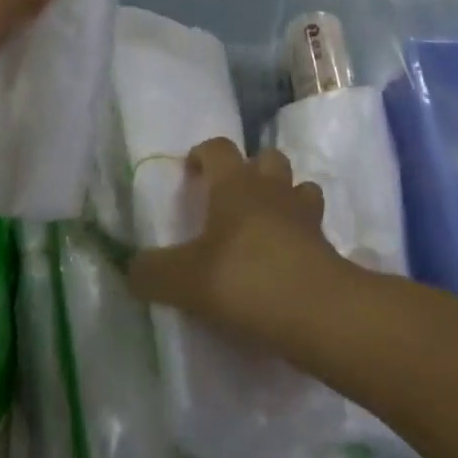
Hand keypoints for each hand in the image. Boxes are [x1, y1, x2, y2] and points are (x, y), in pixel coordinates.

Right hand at [126, 138, 351, 345]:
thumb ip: (151, 272)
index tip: (191, 171)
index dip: (203, 154)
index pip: (218, 148)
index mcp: (235, 184)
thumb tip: (132, 268)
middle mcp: (272, 188)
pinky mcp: (326, 243)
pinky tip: (285, 257)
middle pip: (267, 158)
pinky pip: (312, 225)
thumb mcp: (183, 280)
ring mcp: (304, 213)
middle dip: (251, 170)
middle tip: (231, 199)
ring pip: (298, 186)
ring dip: (283, 197)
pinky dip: (300, 233)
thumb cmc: (244, 278)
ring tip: (264, 225)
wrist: (314, 309)